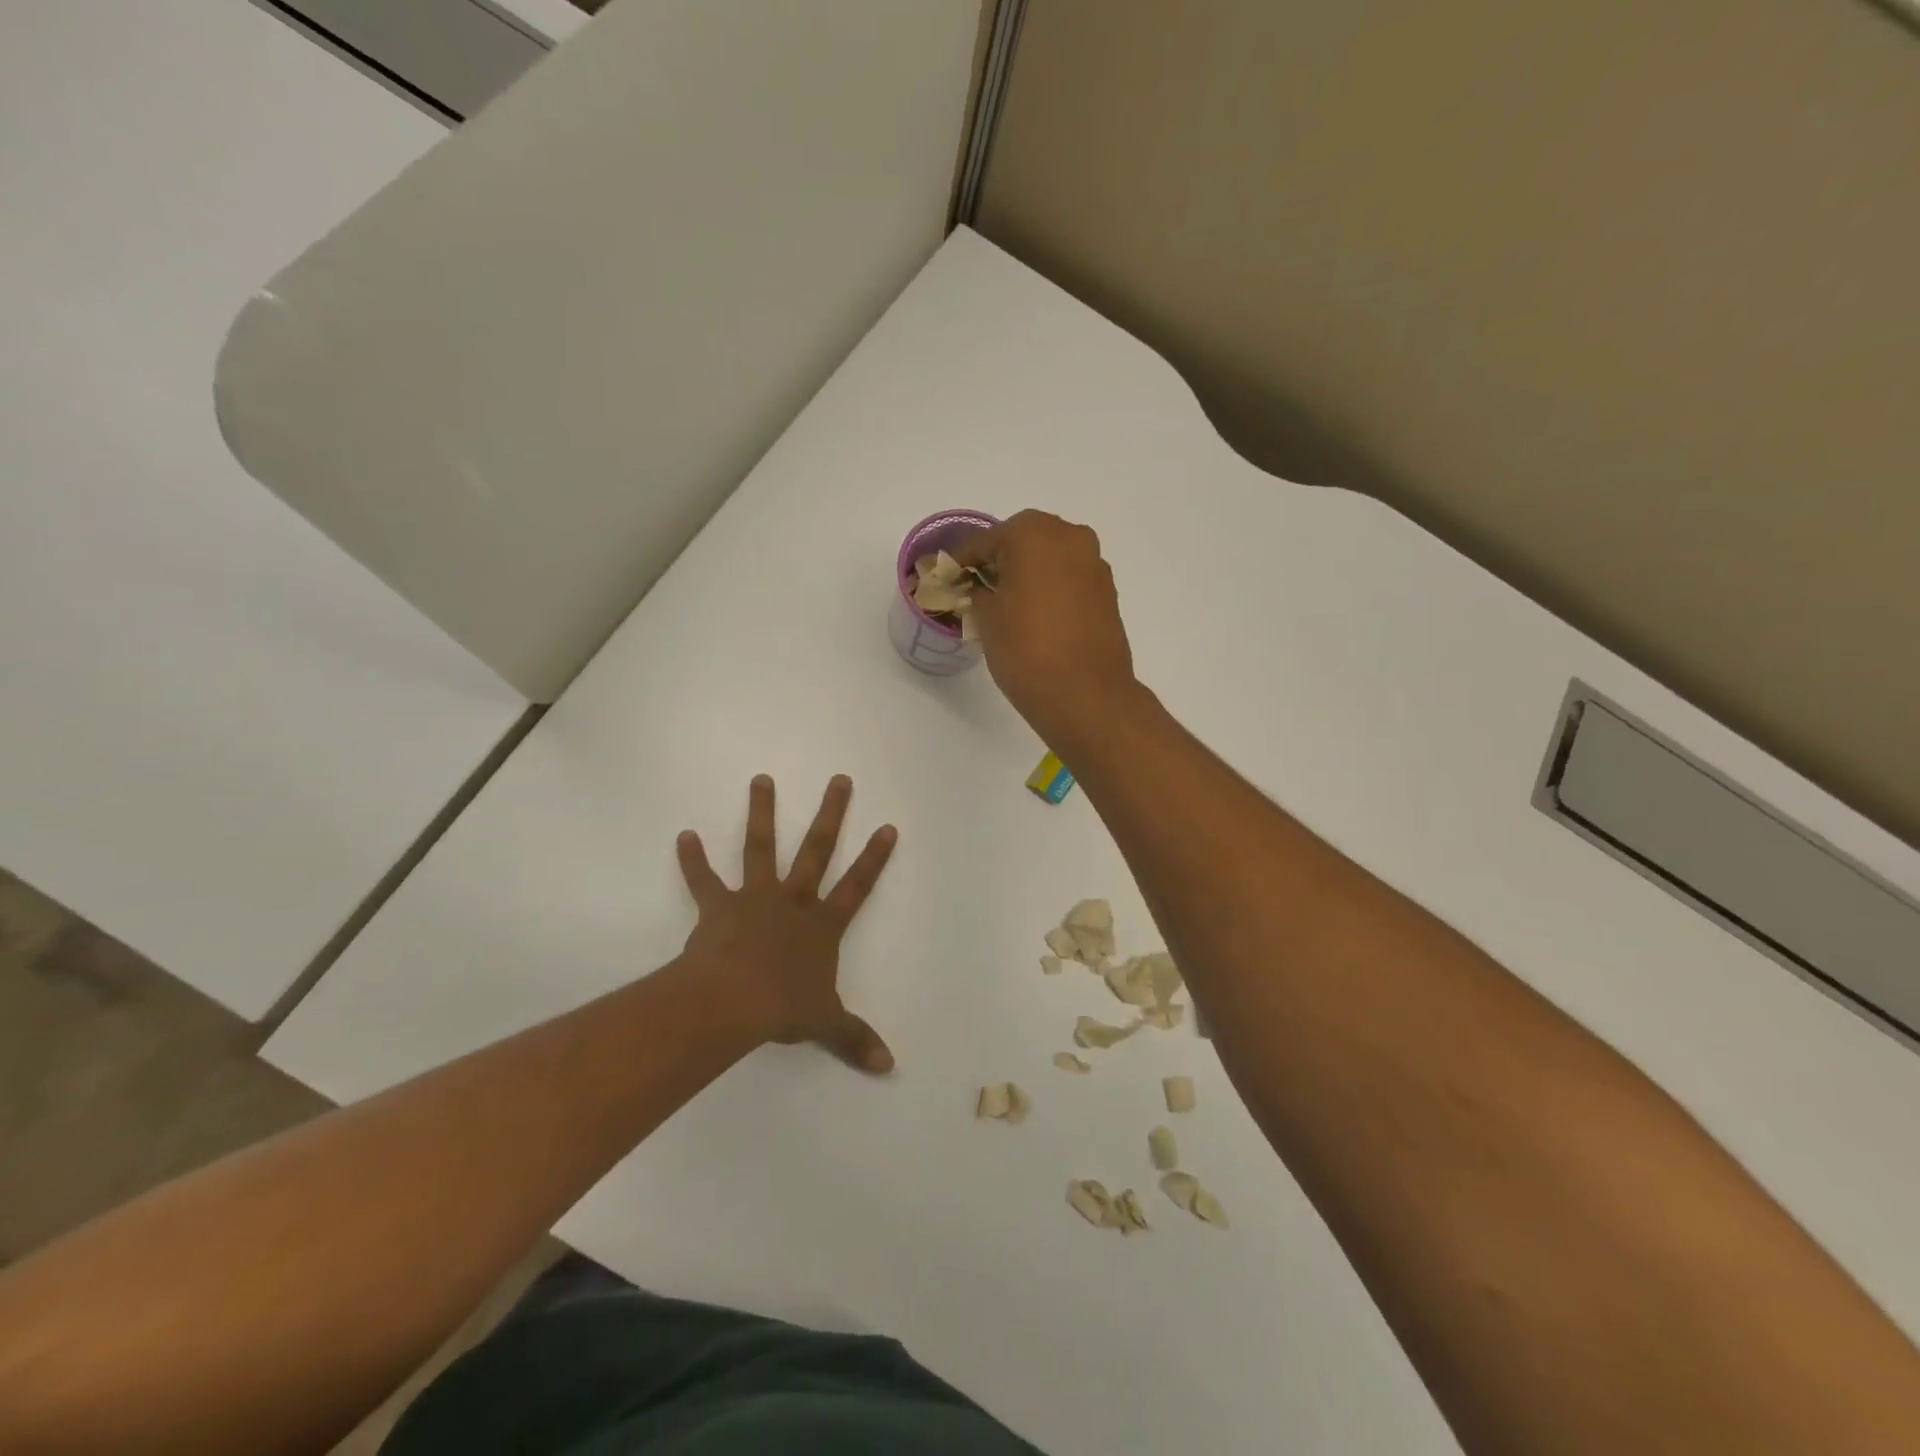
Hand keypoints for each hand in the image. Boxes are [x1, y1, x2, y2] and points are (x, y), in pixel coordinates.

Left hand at [676, 775, 897, 1073]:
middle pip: (816, 849)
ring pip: (760, 847)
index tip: (887, 826)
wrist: (735, 1001)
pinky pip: (704, 880)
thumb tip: (889, 1067)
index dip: (874, 858)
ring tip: (761, 779)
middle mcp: (793, 901)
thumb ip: (855, 1039)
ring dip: (761, 812)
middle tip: (839, 780)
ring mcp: (755, 898)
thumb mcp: (826, 1024)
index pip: (857, 886)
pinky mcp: (719, 906)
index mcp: (822, 925)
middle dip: (830, 814)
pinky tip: (683, 835)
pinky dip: (692, 859)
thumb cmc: (785, 1008)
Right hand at [955, 510, 1140, 754]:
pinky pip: (1069, 579)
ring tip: (1007, 604)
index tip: (948, 579)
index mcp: (1034, 533)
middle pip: (1023, 541)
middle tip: (977, 589)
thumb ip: (978, 592)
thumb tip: (982, 588)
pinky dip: (1050, 588)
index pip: (986, 541)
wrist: (1086, 696)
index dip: (963, 562)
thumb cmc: (1026, 650)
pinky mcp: (1107, 591)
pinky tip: (1036, 615)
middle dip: (999, 562)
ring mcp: (1094, 563)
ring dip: (1028, 574)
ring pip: (1050, 559)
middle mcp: (1070, 536)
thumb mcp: (986, 619)